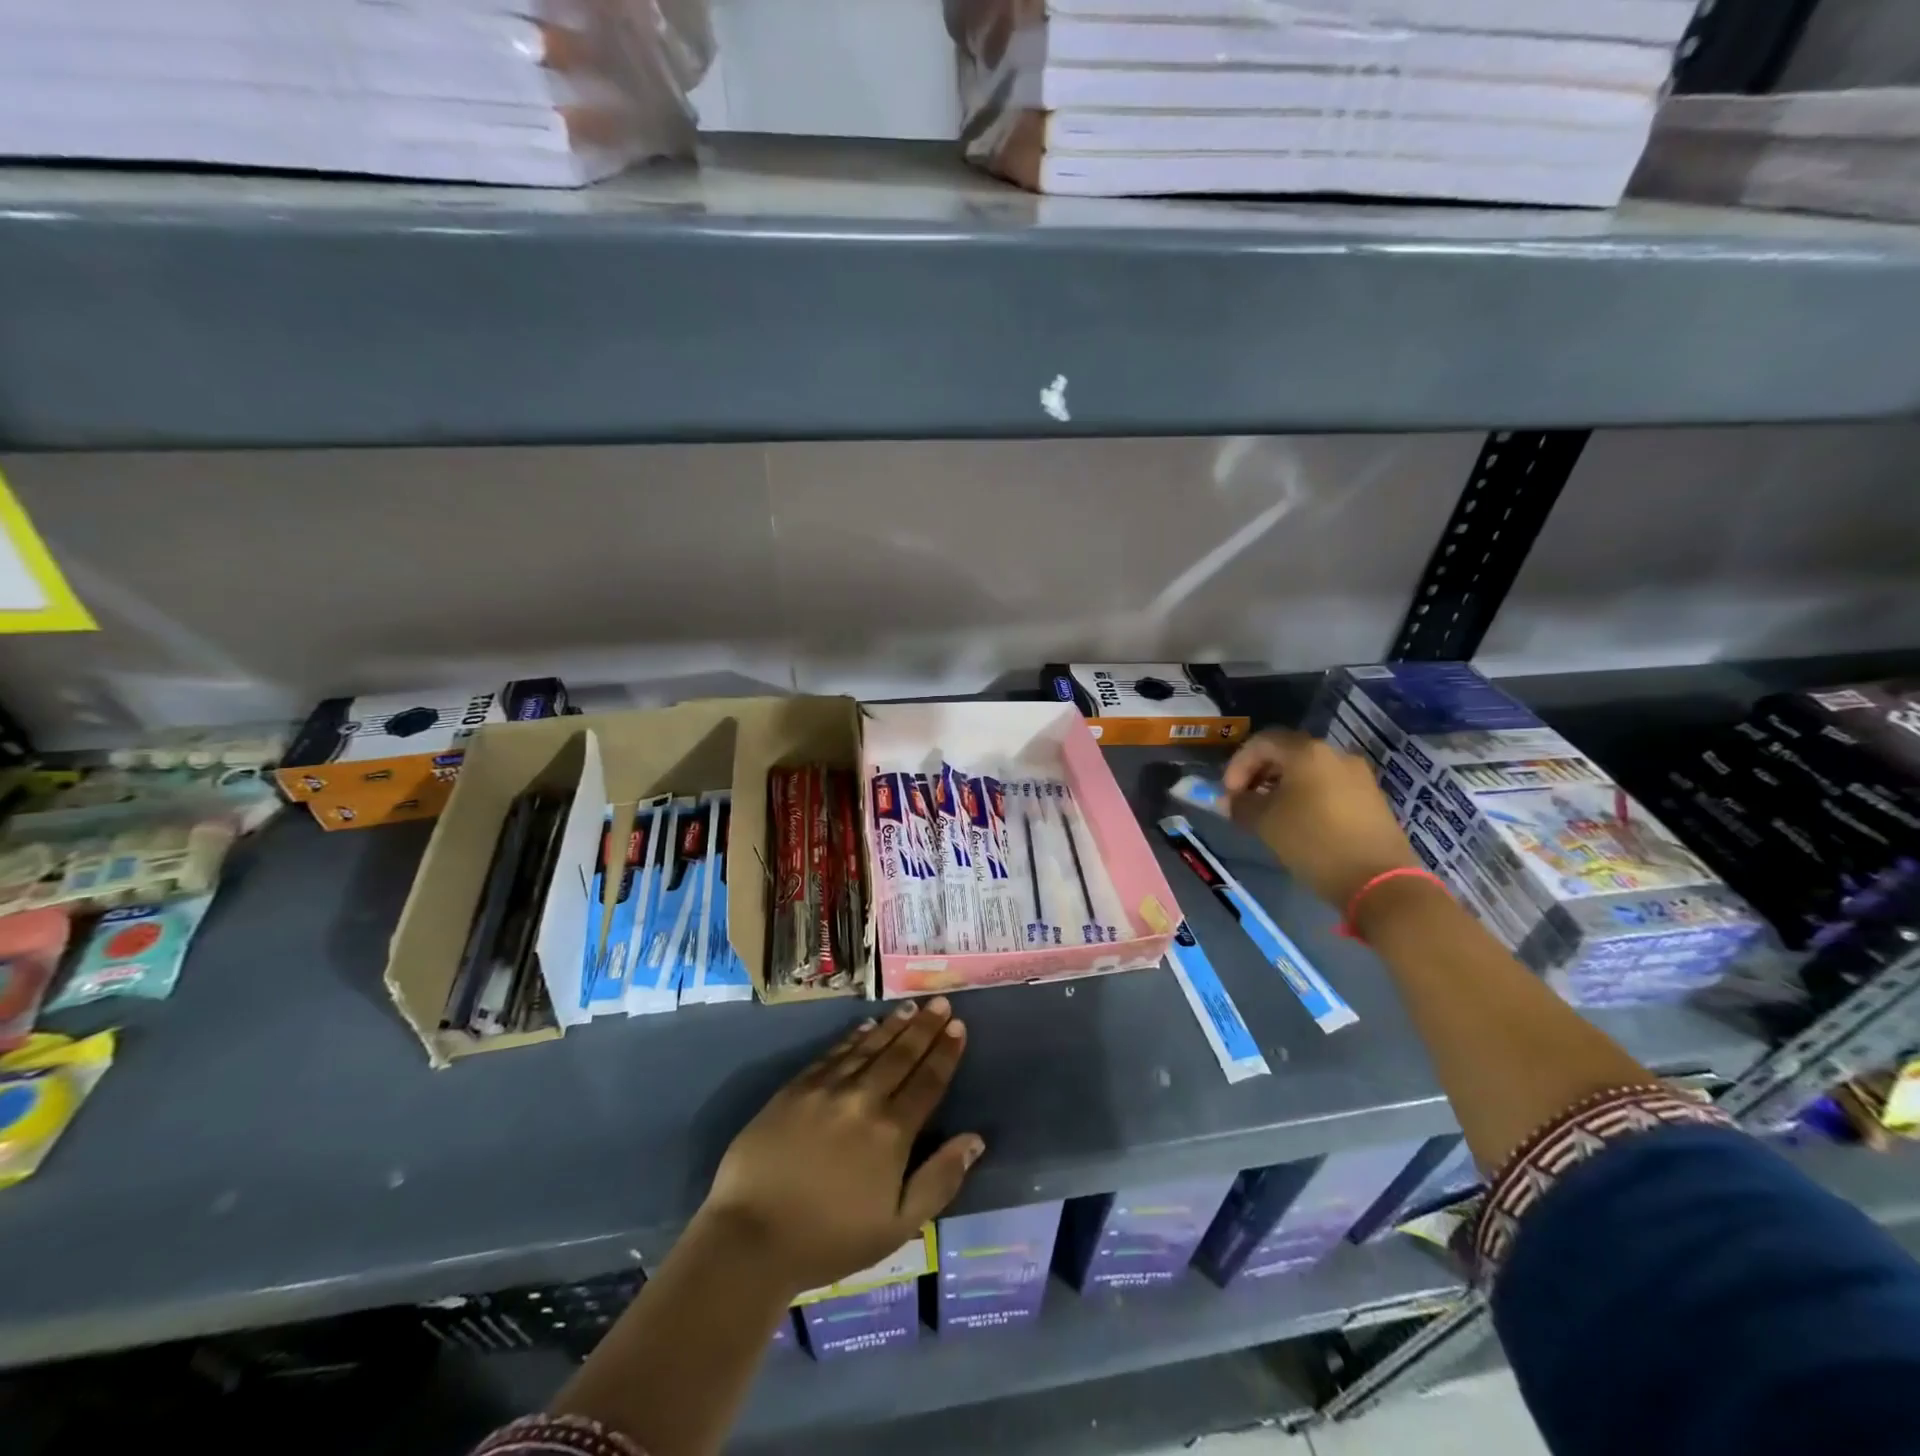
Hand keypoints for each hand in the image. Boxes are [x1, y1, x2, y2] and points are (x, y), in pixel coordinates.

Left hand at [700, 997, 982, 1295]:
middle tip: (941, 1003)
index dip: (945, 1053)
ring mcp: (827, 1089)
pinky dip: (853, 1037)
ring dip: (893, 1025)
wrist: (751, 1238)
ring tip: (911, 1006)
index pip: (928, 1081)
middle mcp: (863, 1099)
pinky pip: (833, 1053)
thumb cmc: (829, 1240)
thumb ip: (939, 1180)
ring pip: (868, 1047)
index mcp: (892, 1132)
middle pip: (901, 1055)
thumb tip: (975, 1139)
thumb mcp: (897, 1226)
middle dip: (924, 1027)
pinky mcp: (796, 1088)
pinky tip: (865, 1026)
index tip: (959, 1027)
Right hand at [1223, 729, 1421, 908]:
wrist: (1379, 880)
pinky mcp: (1371, 798)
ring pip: (1309, 771)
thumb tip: (1230, 800)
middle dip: (1259, 774)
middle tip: (1245, 802)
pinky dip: (1306, 796)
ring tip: (1270, 815)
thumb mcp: (1266, 823)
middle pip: (1287, 753)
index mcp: (1307, 752)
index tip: (1229, 794)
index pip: (1262, 742)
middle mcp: (1335, 754)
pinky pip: (1329, 786)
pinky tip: (1300, 823)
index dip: (1238, 764)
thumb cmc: (1314, 842)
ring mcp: (1358, 775)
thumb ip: (1241, 805)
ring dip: (1282, 787)